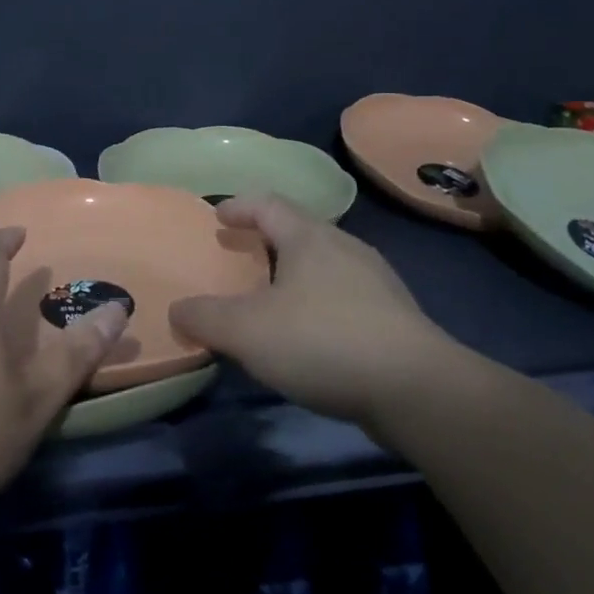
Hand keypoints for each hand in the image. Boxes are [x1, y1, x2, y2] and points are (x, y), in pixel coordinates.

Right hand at [170, 194, 459, 438]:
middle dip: (268, 239)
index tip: (218, 216)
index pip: (268, 204)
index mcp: (309, 238)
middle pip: (299, 230)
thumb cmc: (323, 341)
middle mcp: (345, 247)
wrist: (416, 389)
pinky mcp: (395, 316)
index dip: (240, 206)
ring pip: (325, 263)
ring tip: (274, 296)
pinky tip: (311, 333)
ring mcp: (376, 281)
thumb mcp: (247, 331)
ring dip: (296, 272)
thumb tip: (177, 309)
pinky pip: (345, 295)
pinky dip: (319, 301)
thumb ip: (205, 317)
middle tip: (242, 255)